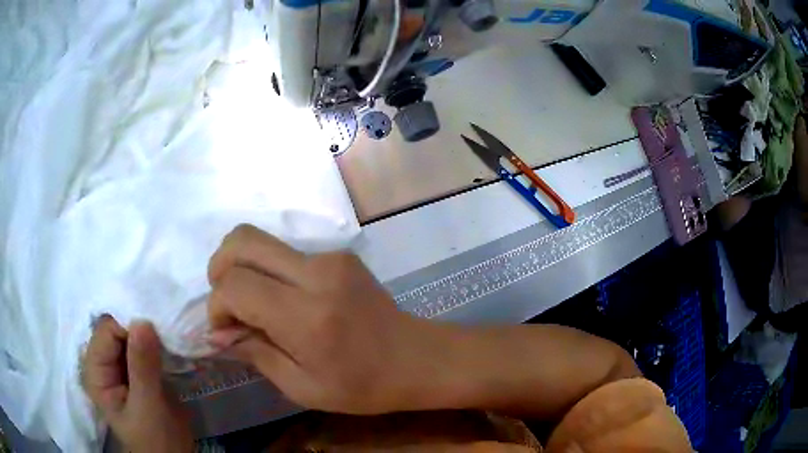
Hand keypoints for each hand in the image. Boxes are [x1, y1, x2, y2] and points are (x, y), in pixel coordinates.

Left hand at [82, 316, 193, 452]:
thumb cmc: (155, 440)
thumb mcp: (148, 407)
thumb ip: (142, 367)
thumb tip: (143, 320)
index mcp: (95, 371)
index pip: (107, 330)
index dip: (130, 328)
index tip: (155, 336)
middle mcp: (103, 363)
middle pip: (117, 328)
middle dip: (140, 330)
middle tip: (165, 337)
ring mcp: (119, 367)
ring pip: (130, 335)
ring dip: (150, 336)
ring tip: (169, 343)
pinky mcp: (135, 371)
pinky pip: (142, 347)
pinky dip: (155, 345)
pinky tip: (169, 350)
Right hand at [207, 225, 450, 413]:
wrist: (418, 359)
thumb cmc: (363, 386)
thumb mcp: (302, 387)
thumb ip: (255, 353)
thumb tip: (216, 332)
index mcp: (307, 316)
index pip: (235, 284)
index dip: (218, 306)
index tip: (225, 331)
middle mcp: (317, 274)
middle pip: (242, 240)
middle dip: (219, 268)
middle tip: (227, 304)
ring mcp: (331, 258)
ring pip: (261, 240)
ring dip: (243, 268)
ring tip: (253, 306)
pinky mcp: (340, 255)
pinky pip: (286, 252)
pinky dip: (268, 271)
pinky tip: (283, 303)